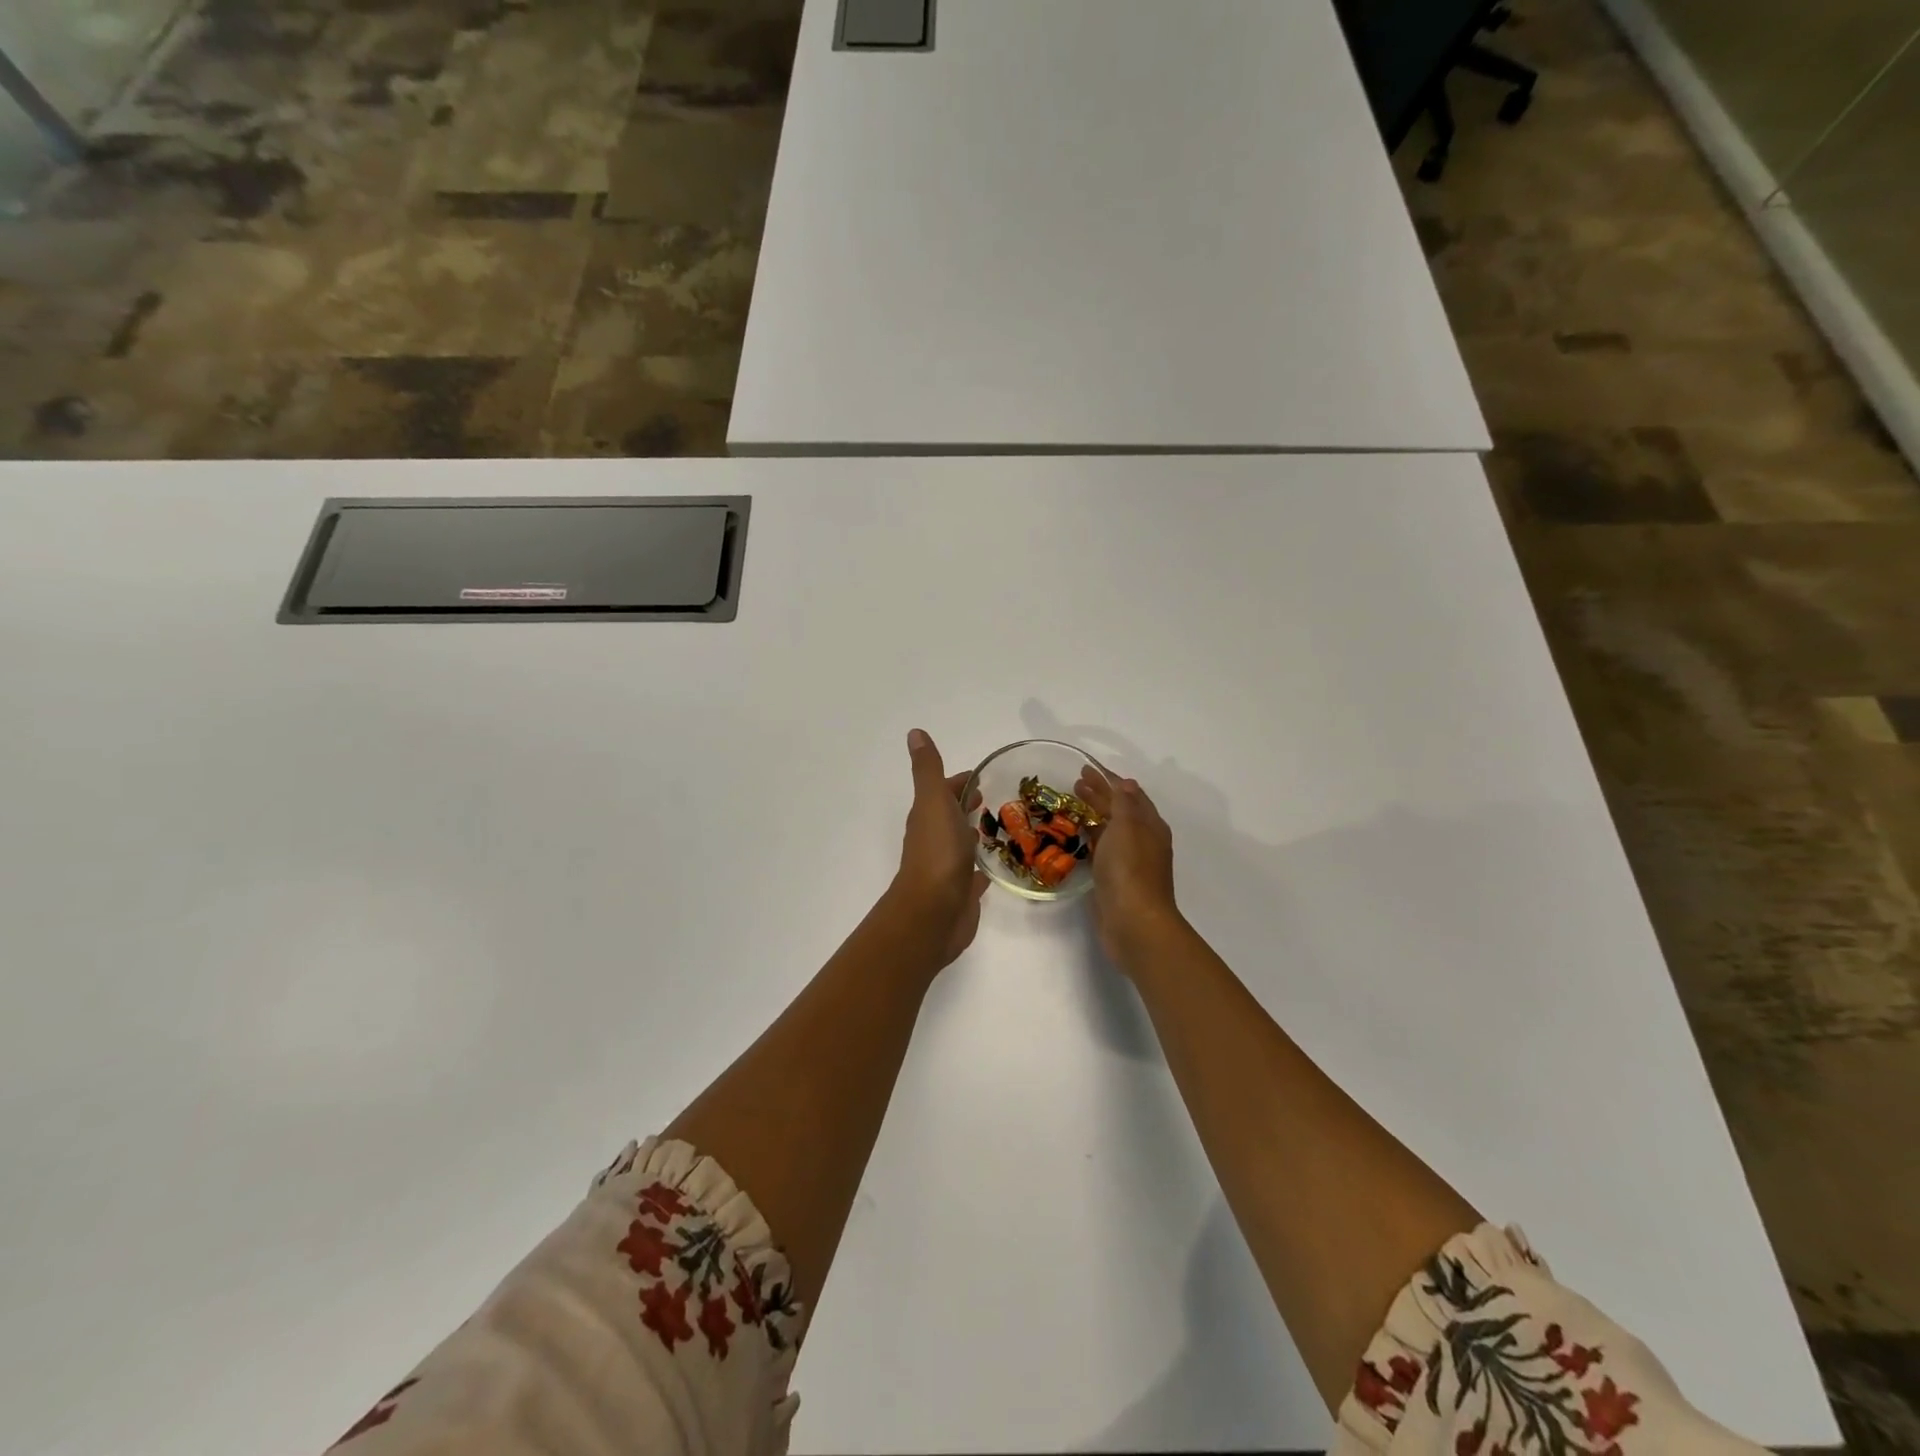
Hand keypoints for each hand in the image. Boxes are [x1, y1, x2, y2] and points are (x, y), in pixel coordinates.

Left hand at [890, 729, 990, 966]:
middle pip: (952, 816)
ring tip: (1004, 829)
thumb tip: (914, 732)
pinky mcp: (961, 893)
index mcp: (928, 816)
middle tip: (999, 801)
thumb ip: (927, 770)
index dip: (960, 782)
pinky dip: (981, 868)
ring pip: (962, 845)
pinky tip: (994, 869)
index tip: (984, 777)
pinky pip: (973, 875)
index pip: (944, 790)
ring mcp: (948, 867)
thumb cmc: (937, 852)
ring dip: (974, 835)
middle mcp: (935, 840)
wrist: (933, 912)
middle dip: (970, 806)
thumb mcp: (933, 802)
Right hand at [1073, 766, 1183, 973]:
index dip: (1109, 779)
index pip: (1129, 794)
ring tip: (1072, 804)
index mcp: (1150, 825)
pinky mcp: (1115, 880)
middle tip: (1075, 784)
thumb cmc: (1130, 869)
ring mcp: (1130, 862)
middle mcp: (1144, 841)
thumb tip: (1125, 783)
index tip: (1086, 768)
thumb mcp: (1127, 827)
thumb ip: (1124, 804)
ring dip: (1094, 815)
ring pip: (1111, 830)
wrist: (1134, 922)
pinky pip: (1103, 850)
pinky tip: (1079, 836)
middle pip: (1120, 810)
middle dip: (1100, 795)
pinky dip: (1092, 838)